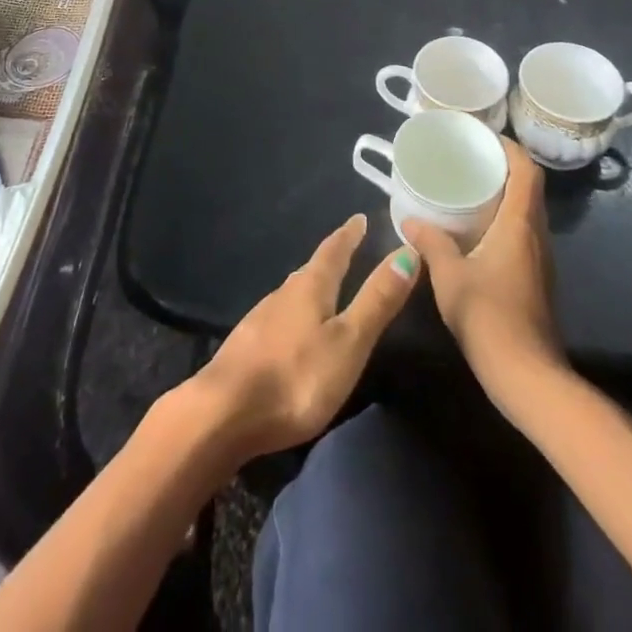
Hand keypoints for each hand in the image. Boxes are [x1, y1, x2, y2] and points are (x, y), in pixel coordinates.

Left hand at [187, 214, 419, 462]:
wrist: (224, 413)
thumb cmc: (296, 377)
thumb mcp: (348, 341)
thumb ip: (376, 301)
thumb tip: (407, 251)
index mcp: (310, 287)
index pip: (334, 251)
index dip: (349, 235)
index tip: (359, 218)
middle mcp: (283, 294)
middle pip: (311, 269)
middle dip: (331, 259)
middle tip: (348, 248)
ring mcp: (261, 319)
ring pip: (293, 293)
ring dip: (311, 285)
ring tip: (325, 286)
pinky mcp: (248, 346)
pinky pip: (280, 317)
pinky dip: (295, 313)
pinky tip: (295, 329)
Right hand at [403, 136, 563, 403]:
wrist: (528, 377)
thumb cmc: (489, 317)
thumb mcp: (449, 276)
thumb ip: (431, 243)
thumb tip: (410, 221)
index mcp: (519, 224)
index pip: (526, 170)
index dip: (508, 147)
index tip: (481, 136)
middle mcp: (535, 234)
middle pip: (528, 186)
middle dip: (502, 166)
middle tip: (467, 158)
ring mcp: (539, 258)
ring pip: (526, 210)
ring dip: (502, 193)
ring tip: (467, 187)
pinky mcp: (535, 277)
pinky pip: (521, 232)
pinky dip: (502, 218)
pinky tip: (474, 229)